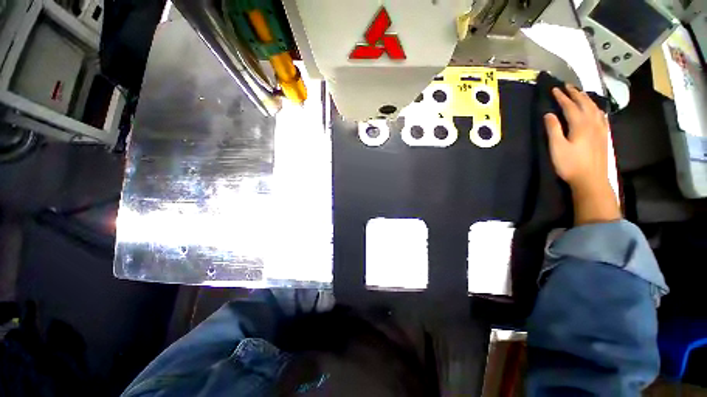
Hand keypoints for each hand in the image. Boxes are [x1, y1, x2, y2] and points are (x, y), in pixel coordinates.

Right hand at [545, 85, 619, 224]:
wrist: (593, 184)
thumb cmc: (573, 168)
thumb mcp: (558, 150)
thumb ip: (553, 129)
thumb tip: (549, 114)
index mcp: (579, 123)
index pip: (569, 104)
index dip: (561, 96)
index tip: (554, 89)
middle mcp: (590, 122)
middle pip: (583, 102)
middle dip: (574, 92)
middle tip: (567, 86)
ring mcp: (599, 129)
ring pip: (594, 107)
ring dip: (586, 98)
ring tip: (581, 93)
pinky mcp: (604, 138)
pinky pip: (603, 118)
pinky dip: (599, 110)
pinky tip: (598, 110)